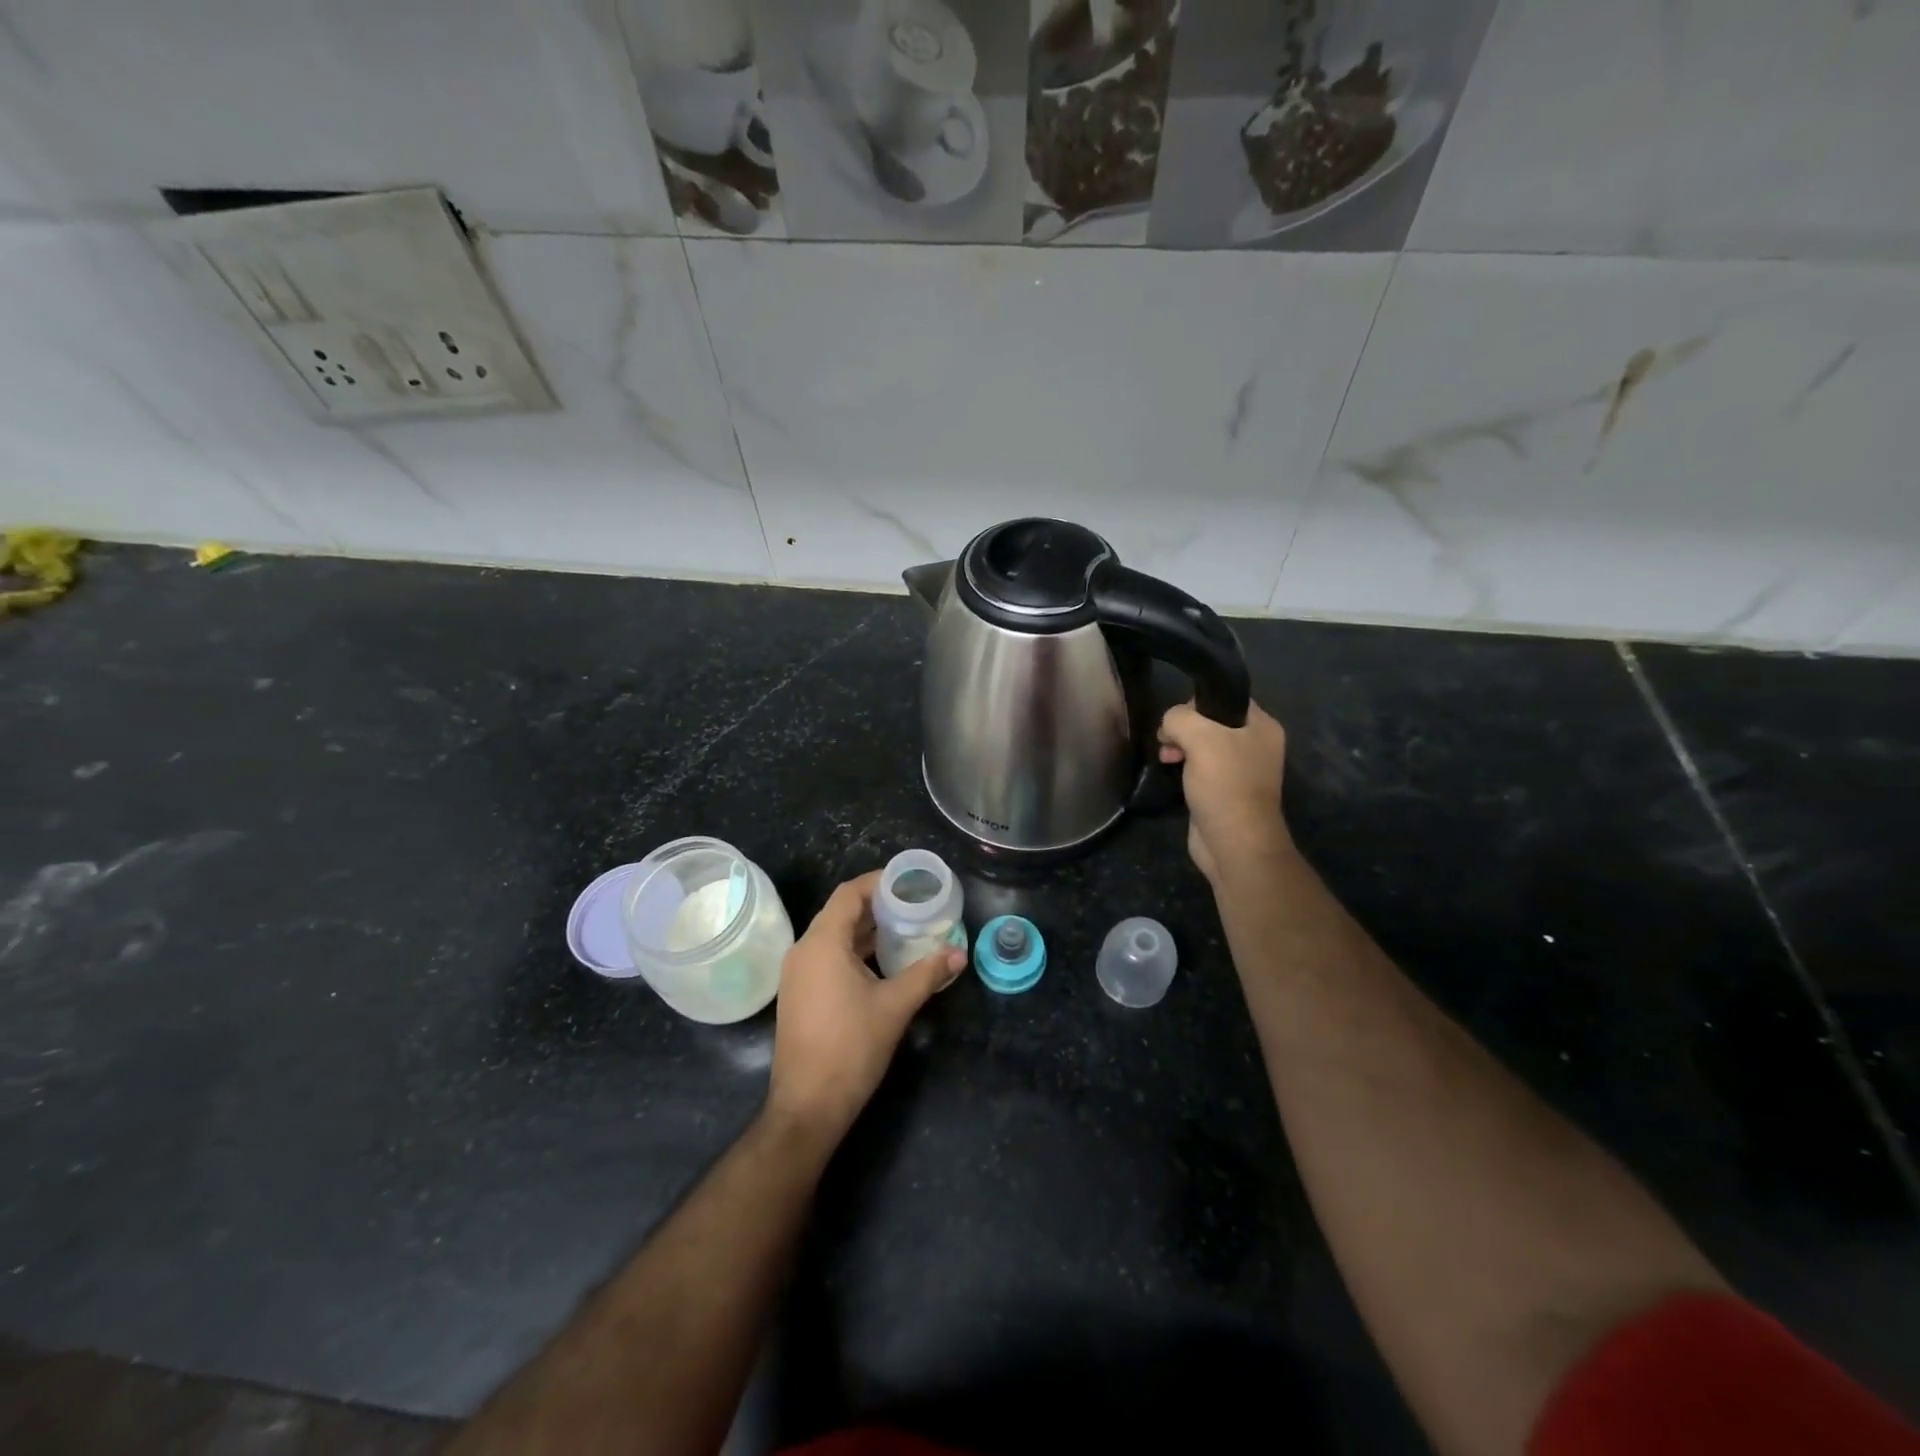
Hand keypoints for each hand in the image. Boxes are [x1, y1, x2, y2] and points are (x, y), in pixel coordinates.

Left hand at [765, 870, 965, 1146]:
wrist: (808, 1106)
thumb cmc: (851, 1048)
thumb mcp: (895, 1006)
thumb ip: (927, 974)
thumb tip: (959, 954)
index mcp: (822, 943)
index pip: (848, 894)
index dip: (878, 882)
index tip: (908, 881)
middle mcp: (804, 951)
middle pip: (840, 912)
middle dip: (876, 905)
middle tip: (913, 904)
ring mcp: (797, 974)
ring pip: (833, 936)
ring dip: (866, 929)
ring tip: (903, 928)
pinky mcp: (799, 994)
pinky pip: (827, 957)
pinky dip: (853, 950)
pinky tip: (881, 961)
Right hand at [1157, 700, 1291, 884]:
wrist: (1234, 843)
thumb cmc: (1225, 785)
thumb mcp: (1200, 738)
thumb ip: (1179, 718)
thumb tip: (1169, 726)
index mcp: (1262, 726)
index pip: (1225, 697)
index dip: (1197, 703)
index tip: (1178, 719)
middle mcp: (1255, 744)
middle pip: (1211, 720)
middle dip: (1184, 727)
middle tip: (1168, 741)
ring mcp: (1240, 768)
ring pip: (1202, 743)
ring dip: (1180, 745)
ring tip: (1166, 757)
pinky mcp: (1224, 788)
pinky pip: (1200, 765)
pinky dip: (1184, 764)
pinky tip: (1171, 769)